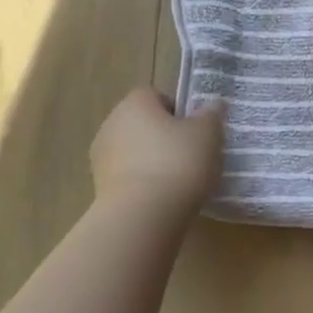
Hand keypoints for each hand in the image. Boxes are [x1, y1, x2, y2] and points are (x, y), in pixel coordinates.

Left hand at [90, 88, 223, 215]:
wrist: (142, 215)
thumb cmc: (178, 162)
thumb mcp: (208, 133)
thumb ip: (211, 115)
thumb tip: (212, 106)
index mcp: (135, 103)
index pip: (157, 96)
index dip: (179, 111)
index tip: (197, 130)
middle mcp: (111, 124)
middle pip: (144, 124)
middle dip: (166, 137)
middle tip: (193, 154)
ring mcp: (101, 159)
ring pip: (136, 152)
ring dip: (154, 162)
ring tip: (181, 181)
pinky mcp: (100, 189)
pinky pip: (130, 178)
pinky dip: (145, 184)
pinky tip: (165, 199)